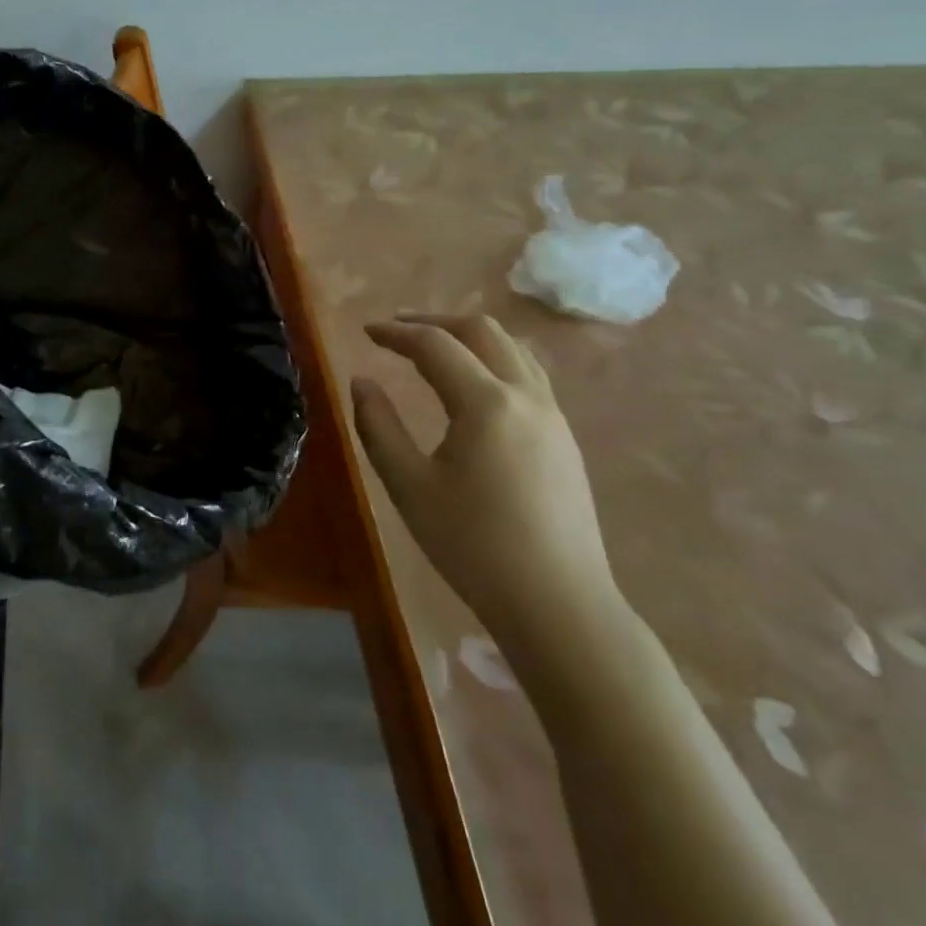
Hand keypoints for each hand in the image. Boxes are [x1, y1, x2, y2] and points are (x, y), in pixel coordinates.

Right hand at [351, 313, 616, 652]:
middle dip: (436, 321)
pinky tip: (475, 385)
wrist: (558, 604)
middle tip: (398, 330)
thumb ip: (378, 426)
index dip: (396, 333)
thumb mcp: (409, 486)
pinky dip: (494, 359)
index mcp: (486, 403)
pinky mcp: (564, 439)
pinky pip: (528, 374)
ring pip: (513, 348)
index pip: (435, 345)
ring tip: (435, 347)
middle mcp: (526, 396)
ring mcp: (553, 416)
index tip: (367, 332)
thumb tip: (361, 382)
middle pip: (482, 330)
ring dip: (469, 336)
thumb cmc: (473, 545)